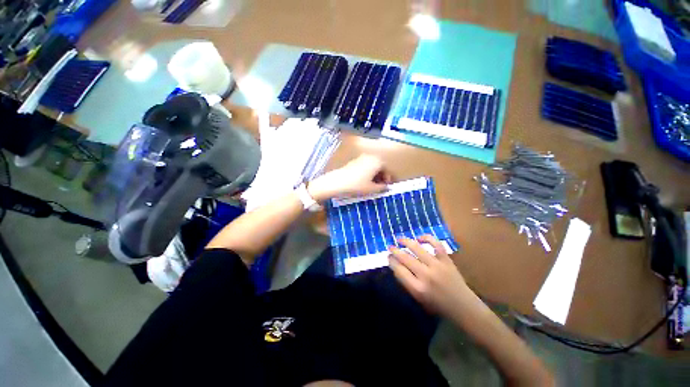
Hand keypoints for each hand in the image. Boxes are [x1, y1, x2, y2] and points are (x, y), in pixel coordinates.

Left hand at [307, 154, 391, 201]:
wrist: (337, 182)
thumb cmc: (357, 185)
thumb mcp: (371, 189)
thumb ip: (382, 187)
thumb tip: (387, 187)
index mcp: (377, 162)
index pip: (387, 169)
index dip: (389, 179)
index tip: (387, 186)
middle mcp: (370, 157)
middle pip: (380, 166)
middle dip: (382, 176)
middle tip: (381, 186)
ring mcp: (361, 158)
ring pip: (372, 166)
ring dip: (375, 175)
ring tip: (373, 185)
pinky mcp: (354, 161)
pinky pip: (365, 166)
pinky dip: (368, 173)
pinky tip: (364, 181)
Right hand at [388, 235, 471, 316]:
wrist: (464, 307)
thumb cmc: (438, 305)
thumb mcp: (418, 298)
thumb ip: (407, 282)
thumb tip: (397, 265)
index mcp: (417, 288)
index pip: (398, 270)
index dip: (391, 261)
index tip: (388, 257)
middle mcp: (426, 275)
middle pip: (405, 257)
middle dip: (395, 251)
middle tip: (390, 247)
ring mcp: (437, 266)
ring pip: (417, 248)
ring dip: (406, 241)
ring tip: (400, 239)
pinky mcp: (447, 260)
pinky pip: (436, 244)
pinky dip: (427, 238)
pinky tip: (419, 238)